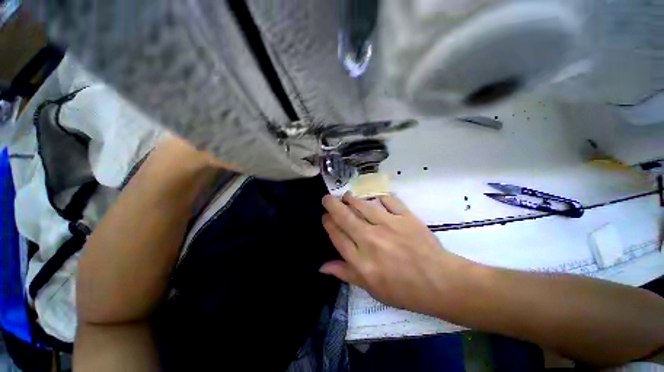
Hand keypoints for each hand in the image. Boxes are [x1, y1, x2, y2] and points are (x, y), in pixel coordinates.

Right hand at [320, 193, 471, 315]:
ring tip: (346, 196)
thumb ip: (345, 274)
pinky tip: (375, 198)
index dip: (328, 223)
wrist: (439, 282)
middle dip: (332, 205)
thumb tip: (322, 266)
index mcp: (361, 260)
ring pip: (363, 206)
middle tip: (327, 198)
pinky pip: (388, 201)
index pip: (337, 236)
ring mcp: (388, 225)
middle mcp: (370, 240)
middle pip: (345, 217)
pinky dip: (379, 197)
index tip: (325, 216)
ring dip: (352, 199)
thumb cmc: (403, 290)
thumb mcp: (370, 289)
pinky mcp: (405, 217)